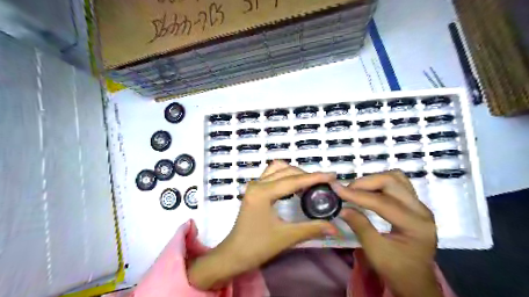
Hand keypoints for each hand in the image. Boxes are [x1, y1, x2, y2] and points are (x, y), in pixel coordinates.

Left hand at [190, 162, 337, 289]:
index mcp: (263, 193)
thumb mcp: (286, 237)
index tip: (332, 175)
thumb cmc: (257, 246)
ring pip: (278, 169)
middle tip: (323, 184)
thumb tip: (335, 228)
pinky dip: (286, 176)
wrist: (234, 254)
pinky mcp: (254, 190)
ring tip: (310, 184)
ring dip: (295, 173)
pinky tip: (295, 187)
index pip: (294, 181)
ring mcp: (254, 185)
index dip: (315, 177)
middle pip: (286, 171)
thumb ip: (312, 229)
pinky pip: (272, 175)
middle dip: (306, 175)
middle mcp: (257, 184)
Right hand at [334, 170, 442, 295]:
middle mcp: (421, 210)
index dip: (357, 194)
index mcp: (415, 225)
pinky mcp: (414, 204)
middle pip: (392, 181)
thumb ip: (360, 226)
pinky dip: (379, 184)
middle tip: (347, 190)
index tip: (336, 188)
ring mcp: (419, 205)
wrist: (415, 281)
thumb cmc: (396, 269)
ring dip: (373, 180)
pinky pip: (397, 184)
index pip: (382, 202)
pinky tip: (368, 191)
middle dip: (366, 182)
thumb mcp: (375, 251)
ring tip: (357, 189)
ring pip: (396, 178)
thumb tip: (343, 208)